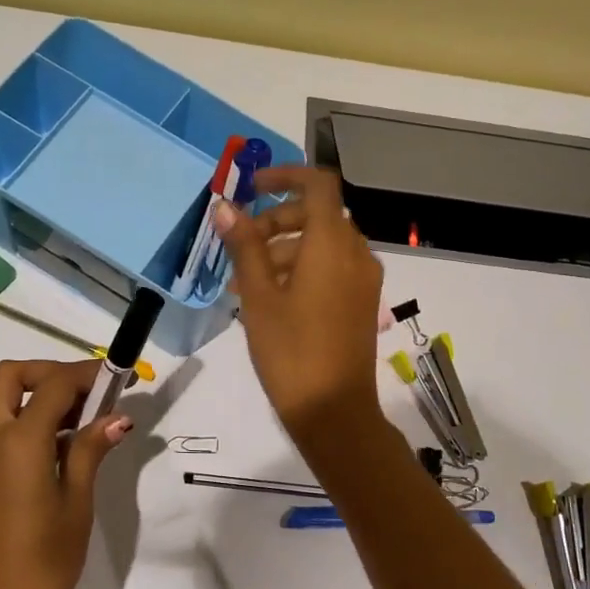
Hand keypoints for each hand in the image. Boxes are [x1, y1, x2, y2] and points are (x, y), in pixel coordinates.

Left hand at [0, 359, 130, 588]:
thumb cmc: (45, 563)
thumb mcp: (77, 503)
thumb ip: (91, 450)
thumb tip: (117, 418)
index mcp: (18, 442)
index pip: (53, 384)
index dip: (87, 374)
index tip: (119, 379)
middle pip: (12, 376)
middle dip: (51, 372)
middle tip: (89, 393)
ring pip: (1, 399)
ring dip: (38, 395)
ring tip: (83, 420)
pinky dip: (25, 419)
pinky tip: (60, 447)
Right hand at [213, 166, 384, 437]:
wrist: (334, 412)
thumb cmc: (291, 351)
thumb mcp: (258, 297)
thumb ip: (245, 246)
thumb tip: (225, 207)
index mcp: (332, 243)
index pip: (317, 184)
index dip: (285, 176)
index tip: (252, 188)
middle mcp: (356, 253)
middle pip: (318, 214)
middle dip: (277, 220)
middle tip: (241, 245)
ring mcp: (364, 279)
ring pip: (324, 243)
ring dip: (286, 247)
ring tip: (247, 280)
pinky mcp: (363, 301)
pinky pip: (334, 267)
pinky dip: (304, 267)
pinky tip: (273, 298)